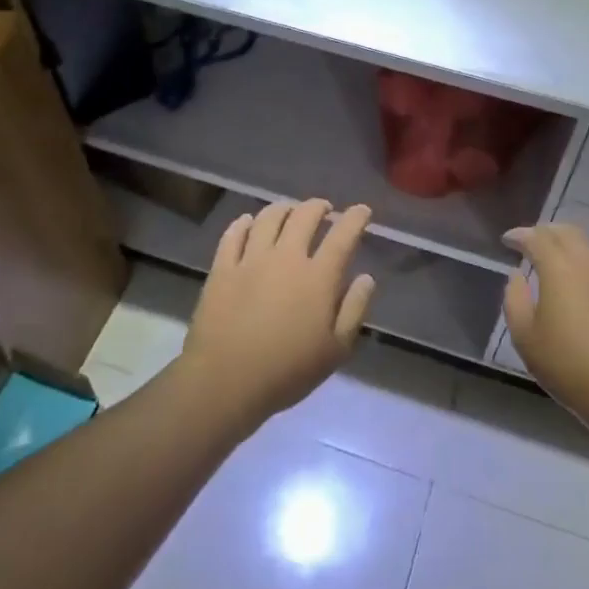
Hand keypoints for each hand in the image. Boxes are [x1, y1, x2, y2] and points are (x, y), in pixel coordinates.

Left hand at [178, 199, 375, 431]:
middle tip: (325, 209)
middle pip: (304, 216)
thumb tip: (366, 277)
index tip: (362, 211)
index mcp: (317, 276)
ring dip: (284, 208)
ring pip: (269, 217)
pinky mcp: (222, 268)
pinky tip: (249, 222)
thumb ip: (354, 309)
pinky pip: (234, 234)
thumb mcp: (336, 350)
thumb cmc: (287, 371)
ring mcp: (250, 259)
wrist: (225, 381)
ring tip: (290, 211)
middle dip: (319, 207)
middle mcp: (285, 257)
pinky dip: (244, 223)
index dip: (355, 218)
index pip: (342, 235)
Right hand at [503, 223, 588, 433]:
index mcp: (559, 268)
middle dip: (545, 231)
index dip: (519, 235)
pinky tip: (580, 280)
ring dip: (567, 243)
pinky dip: (585, 260)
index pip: (536, 237)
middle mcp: (588, 262)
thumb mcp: (525, 338)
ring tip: (554, 257)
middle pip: (566, 231)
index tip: (507, 240)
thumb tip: (516, 276)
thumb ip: (514, 300)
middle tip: (530, 242)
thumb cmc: (568, 365)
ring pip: (588, 244)